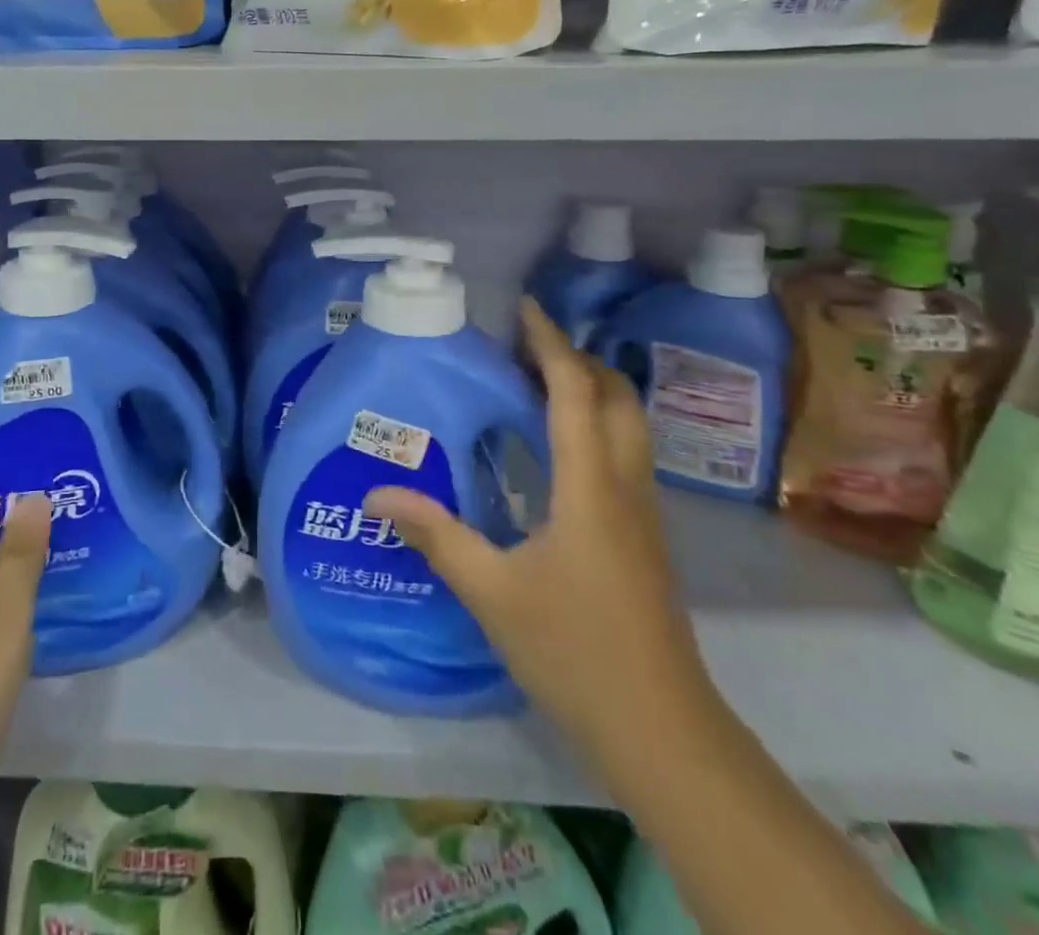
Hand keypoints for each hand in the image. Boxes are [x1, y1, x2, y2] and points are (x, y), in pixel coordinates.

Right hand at [366, 300, 716, 763]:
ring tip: (536, 382)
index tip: (524, 309)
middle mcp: (624, 486)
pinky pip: (622, 454)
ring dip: (590, 389)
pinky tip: (556, 448)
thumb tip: (377, 493)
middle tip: (524, 346)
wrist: (661, 730)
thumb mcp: (491, 591)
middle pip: (616, 397)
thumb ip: (435, 534)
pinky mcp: (644, 536)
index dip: (551, 344)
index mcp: (590, 487)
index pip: (575, 392)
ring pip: (627, 425)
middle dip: (576, 358)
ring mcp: (642, 512)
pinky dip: (594, 425)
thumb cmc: (574, 651)